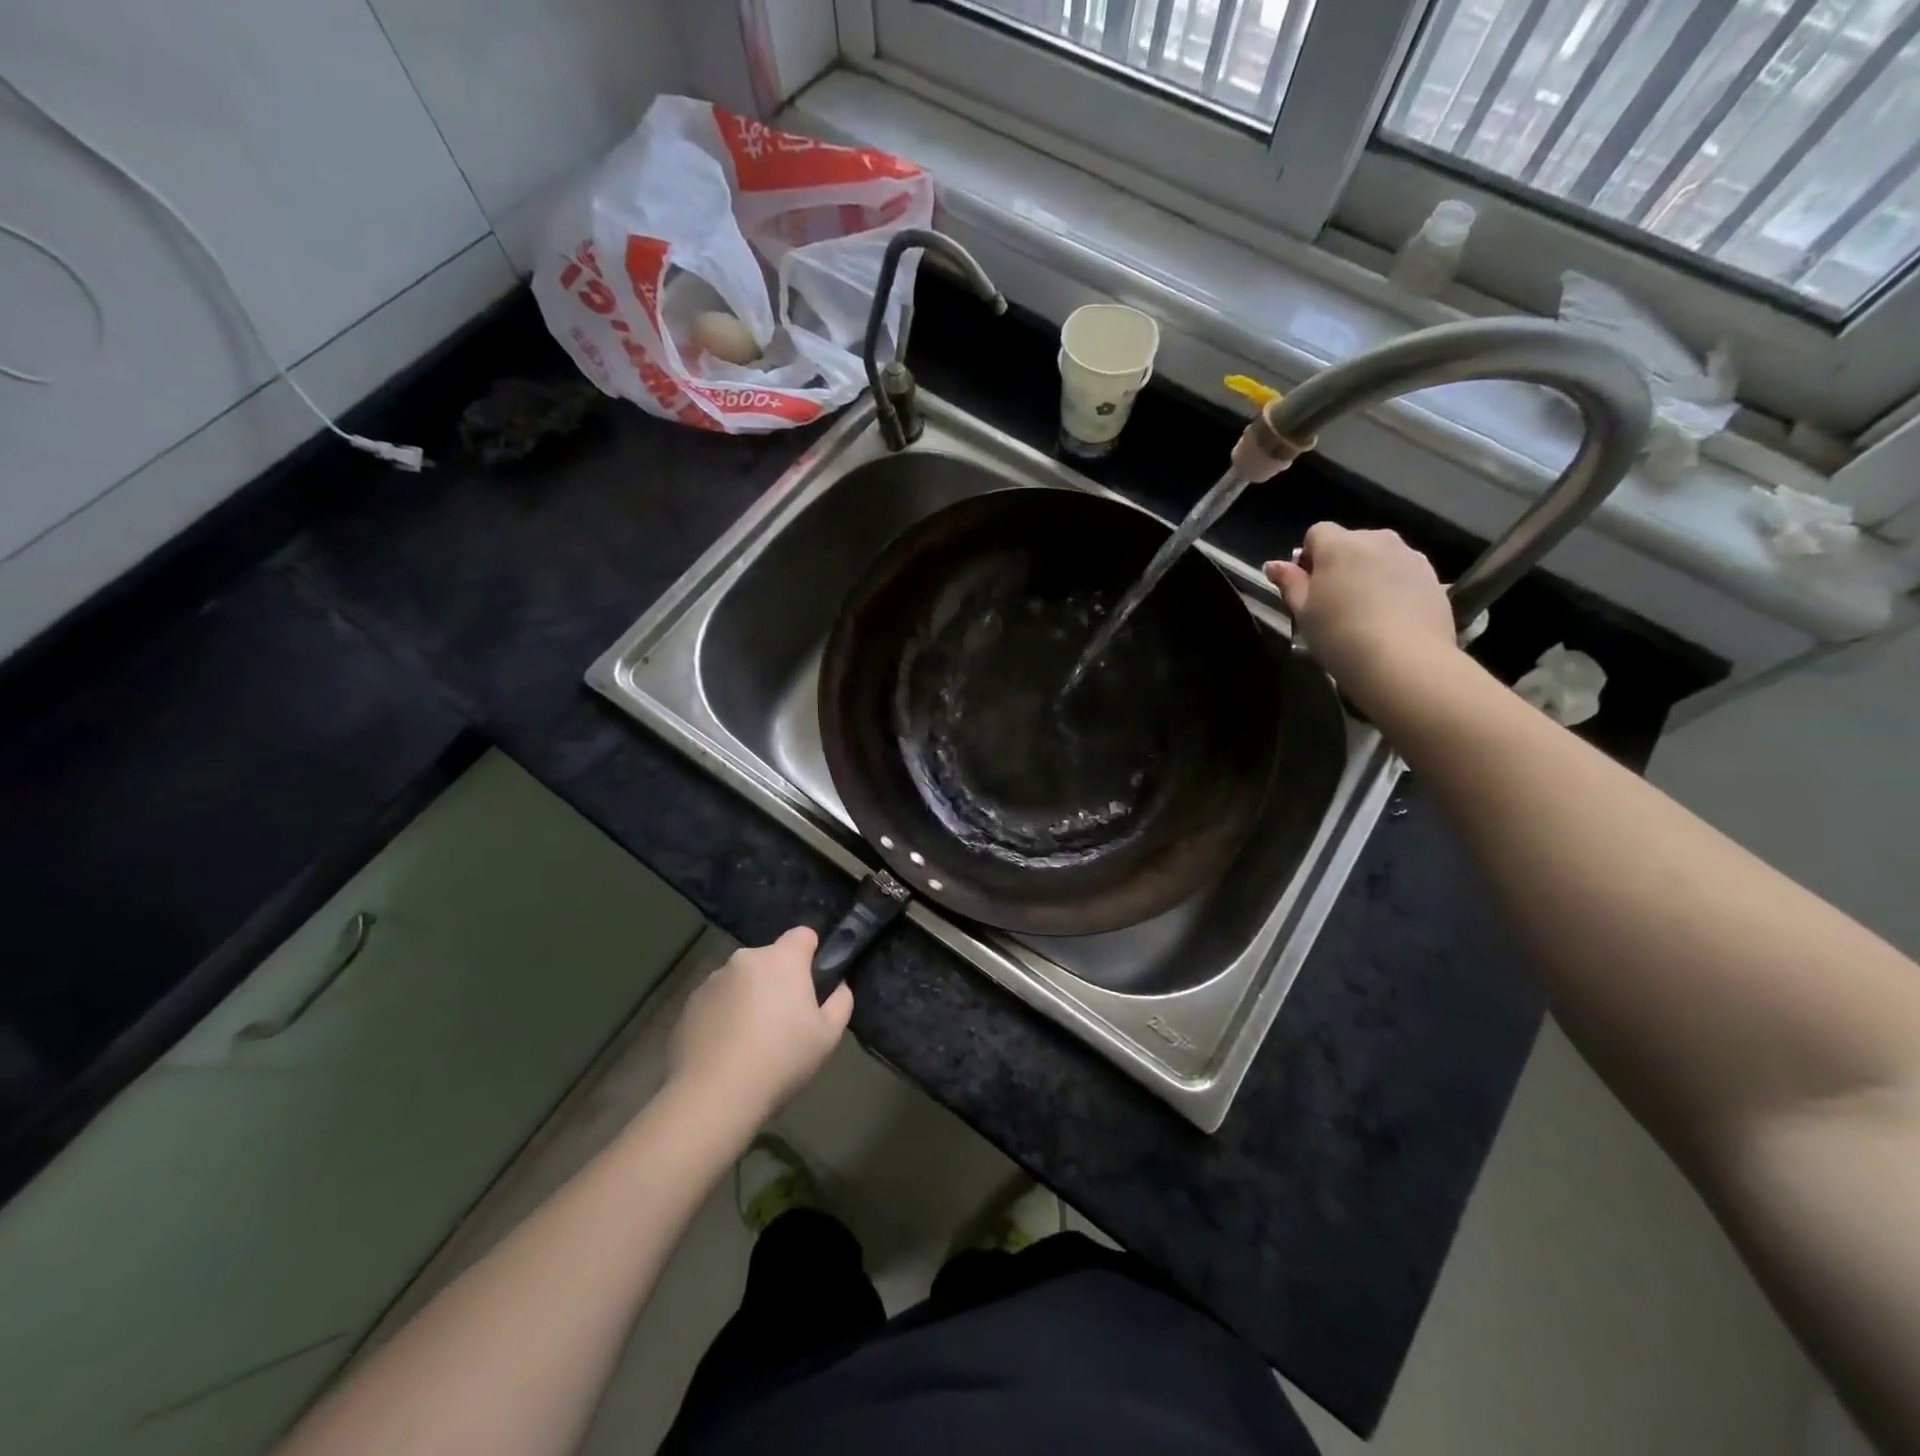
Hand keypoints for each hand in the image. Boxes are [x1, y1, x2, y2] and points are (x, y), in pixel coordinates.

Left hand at [668, 928, 851, 1127]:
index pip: (803, 935)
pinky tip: (726, 1049)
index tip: (813, 984)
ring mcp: (712, 980)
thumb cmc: (781, 1061)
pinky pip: (717, 1000)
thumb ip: (841, 1002)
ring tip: (751, 1040)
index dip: (811, 954)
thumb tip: (838, 986)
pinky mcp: (689, 1004)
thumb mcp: (828, 1037)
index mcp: (782, 959)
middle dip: (779, 980)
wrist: (713, 1097)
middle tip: (785, 1020)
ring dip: (750, 996)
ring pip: (742, 980)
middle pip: (771, 959)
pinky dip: (724, 1015)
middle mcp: (745, 959)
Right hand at [1264, 524, 1459, 711]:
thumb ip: (1289, 583)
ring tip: (1365, 610)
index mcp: (1339, 545)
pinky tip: (1391, 617)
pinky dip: (1394, 586)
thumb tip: (1272, 564)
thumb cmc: (1340, 634)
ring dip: (1369, 573)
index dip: (1309, 556)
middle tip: (1334, 600)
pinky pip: (1403, 573)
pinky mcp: (1433, 577)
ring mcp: (1409, 556)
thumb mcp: (1303, 612)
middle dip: (1340, 562)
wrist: (1403, 660)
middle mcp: (1376, 540)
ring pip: (1380, 556)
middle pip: (1351, 541)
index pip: (1317, 532)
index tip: (1308, 586)